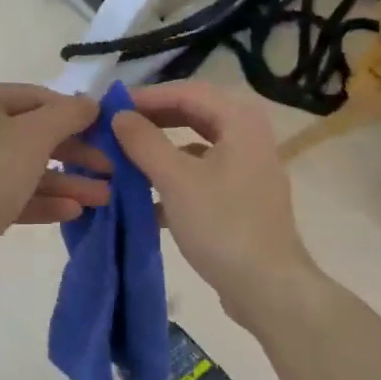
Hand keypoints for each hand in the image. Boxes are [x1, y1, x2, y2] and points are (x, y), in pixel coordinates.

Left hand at [0, 82, 108, 279]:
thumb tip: (91, 103)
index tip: (109, 132)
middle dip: (75, 154)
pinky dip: (42, 200)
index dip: (76, 114)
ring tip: (103, 198)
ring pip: (26, 167)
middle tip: (112, 169)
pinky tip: (74, 211)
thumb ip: (68, 114)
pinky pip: (12, 193)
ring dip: (66, 181)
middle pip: (33, 134)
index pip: (38, 97)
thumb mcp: (34, 136)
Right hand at [110, 81, 319, 325]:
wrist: (268, 288)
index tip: (111, 107)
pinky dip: (174, 181)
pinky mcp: (242, 199)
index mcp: (240, 121)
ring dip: (161, 152)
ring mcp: (248, 169)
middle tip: (116, 129)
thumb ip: (144, 142)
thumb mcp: (175, 180)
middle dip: (153, 122)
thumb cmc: (222, 225)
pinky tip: (144, 201)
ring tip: (124, 161)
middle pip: (194, 115)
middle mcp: (249, 136)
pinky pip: (202, 176)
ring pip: (196, 147)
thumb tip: (120, 115)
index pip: (187, 91)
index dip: (147, 96)